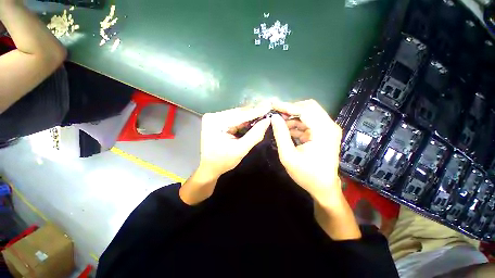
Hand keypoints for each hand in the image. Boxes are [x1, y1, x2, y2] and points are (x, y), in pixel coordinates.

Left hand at [180, 104, 270, 204]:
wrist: (210, 168)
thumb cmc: (223, 161)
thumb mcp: (241, 150)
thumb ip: (255, 135)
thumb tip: (267, 121)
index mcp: (215, 122)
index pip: (240, 115)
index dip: (256, 112)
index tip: (270, 107)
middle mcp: (214, 116)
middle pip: (239, 113)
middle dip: (254, 114)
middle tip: (268, 112)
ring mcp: (215, 118)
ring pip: (238, 115)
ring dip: (250, 117)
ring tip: (263, 115)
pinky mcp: (218, 121)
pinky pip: (235, 119)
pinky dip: (245, 121)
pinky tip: (254, 121)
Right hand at [270, 100, 343, 206]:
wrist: (323, 187)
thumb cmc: (306, 174)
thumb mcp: (288, 156)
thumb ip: (280, 135)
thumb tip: (274, 117)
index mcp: (323, 131)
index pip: (304, 110)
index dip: (287, 106)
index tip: (273, 104)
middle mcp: (329, 126)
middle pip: (309, 107)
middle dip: (291, 109)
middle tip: (276, 114)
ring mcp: (328, 129)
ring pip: (309, 114)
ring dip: (293, 117)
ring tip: (279, 124)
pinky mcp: (324, 133)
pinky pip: (309, 122)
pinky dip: (297, 124)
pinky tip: (287, 130)